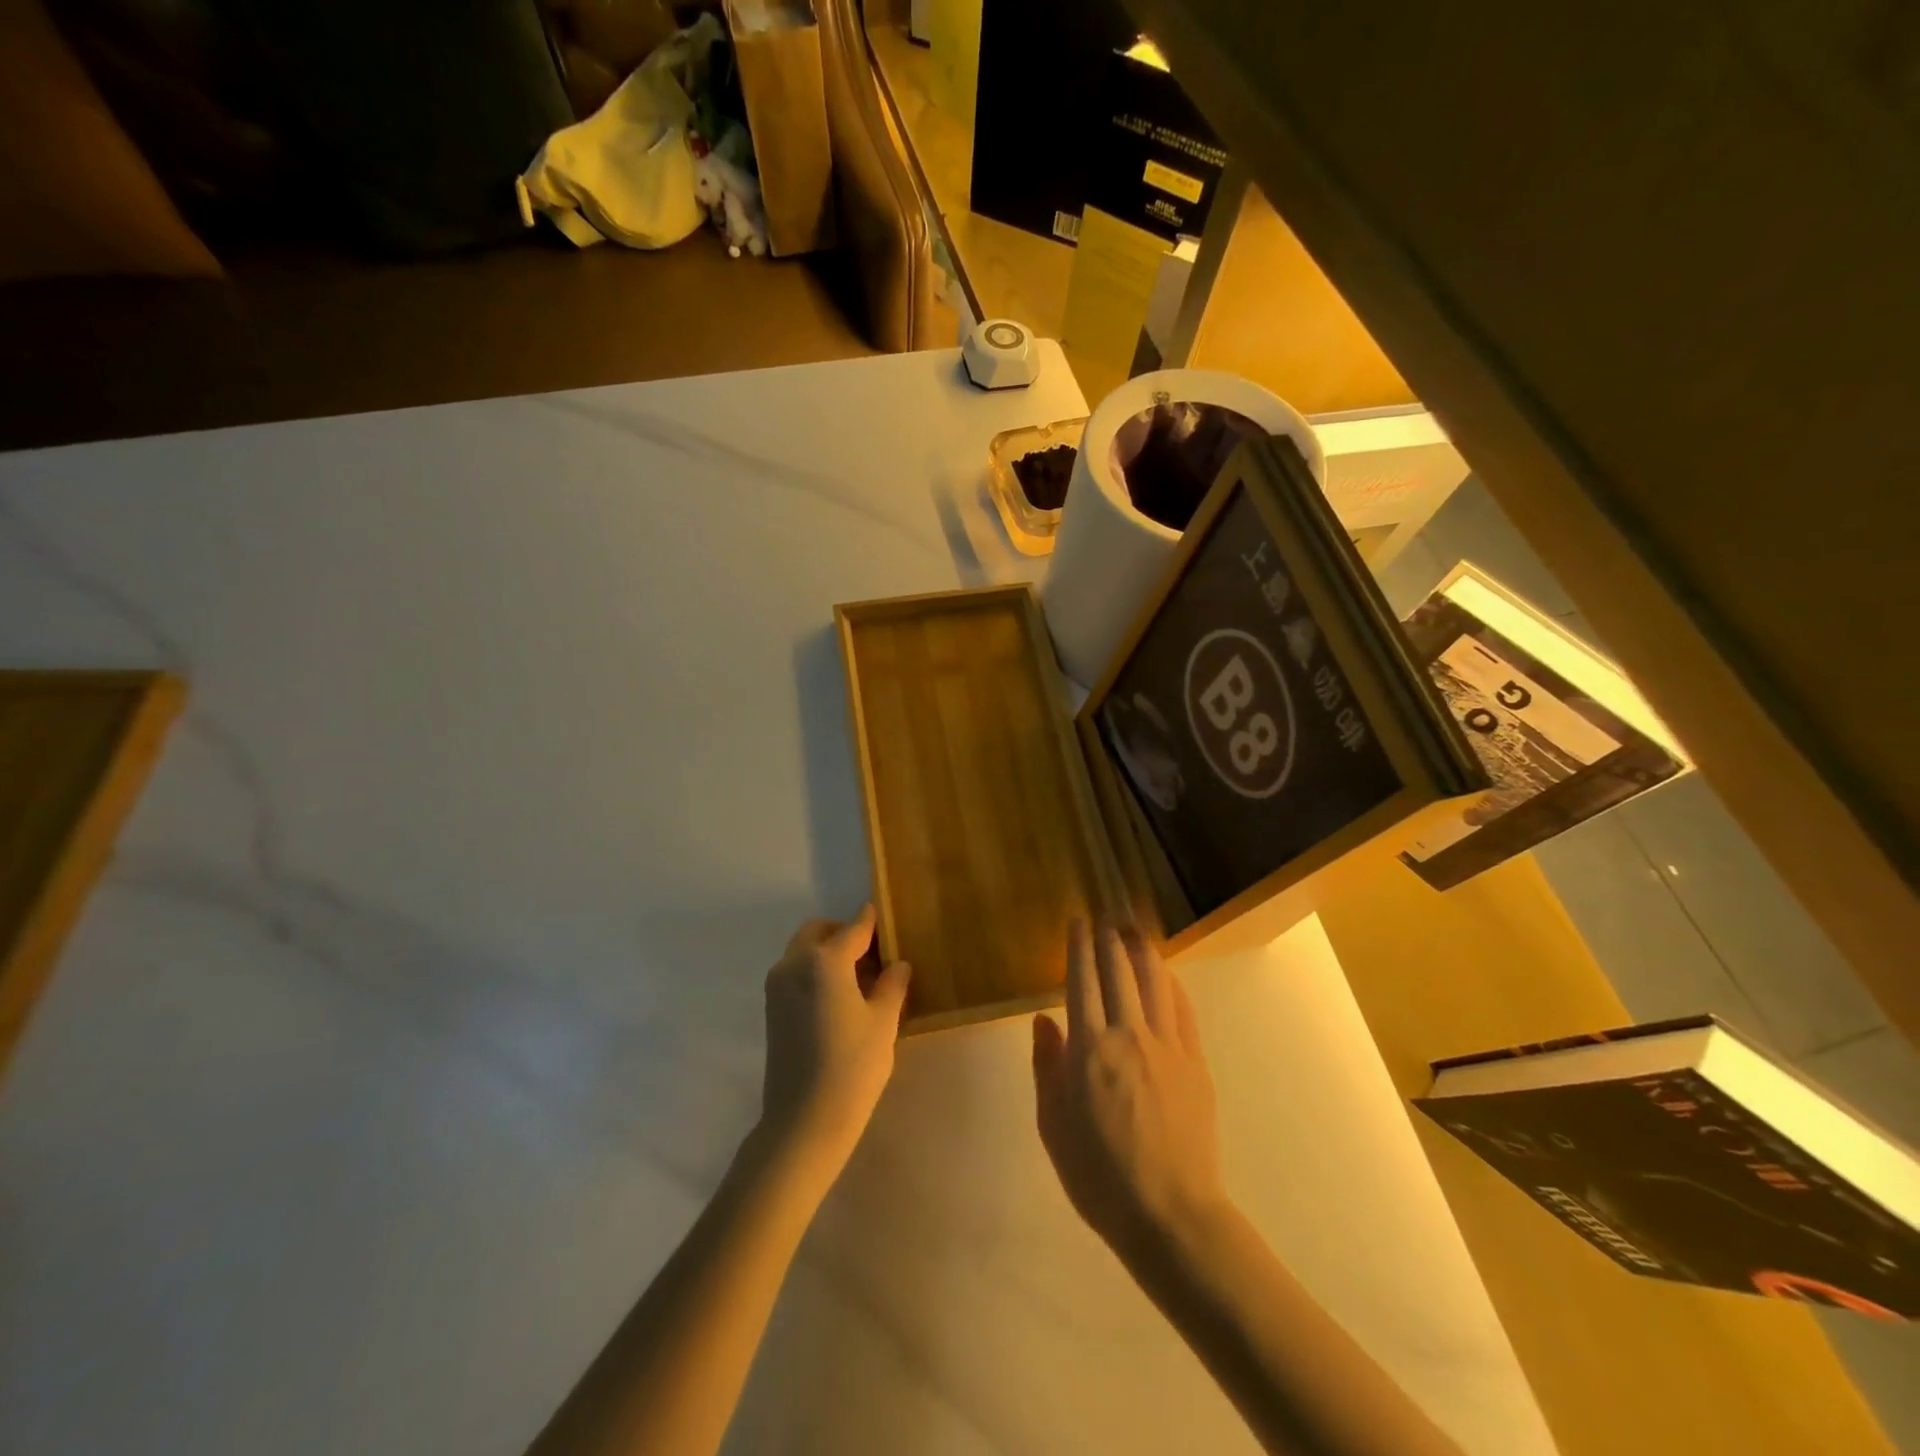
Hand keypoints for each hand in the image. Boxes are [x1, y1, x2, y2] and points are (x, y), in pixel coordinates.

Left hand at [758, 906, 911, 1186]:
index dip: (871, 921)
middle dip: (843, 933)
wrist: (803, 1122)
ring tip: (858, 978)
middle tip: (872, 954)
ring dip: (827, 951)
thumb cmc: (852, 1067)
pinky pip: (795, 972)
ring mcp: (777, 986)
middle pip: (819, 932)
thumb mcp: (883, 1022)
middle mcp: (794, 964)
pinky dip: (814, 970)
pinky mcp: (771, 1008)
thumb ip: (892, 985)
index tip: (884, 915)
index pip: (853, 928)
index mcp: (824, 960)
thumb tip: (897, 964)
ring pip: (803, 950)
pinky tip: (838, 997)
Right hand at [1031, 921, 1228, 1261]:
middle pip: (1119, 971)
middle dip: (1110, 939)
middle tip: (1105, 919)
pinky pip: (1182, 1009)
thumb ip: (1046, 1066)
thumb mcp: (1053, 1124)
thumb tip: (1043, 1020)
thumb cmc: (1098, 1175)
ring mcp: (1167, 1046)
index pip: (1082, 980)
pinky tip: (1165, 974)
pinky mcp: (1194, 1062)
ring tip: (1134, 931)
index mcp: (1089, 1049)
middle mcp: (1128, 1035)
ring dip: (1142, 951)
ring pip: (1154, 981)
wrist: (1169, 1215)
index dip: (1079, 947)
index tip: (1078, 923)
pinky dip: (1171, 983)